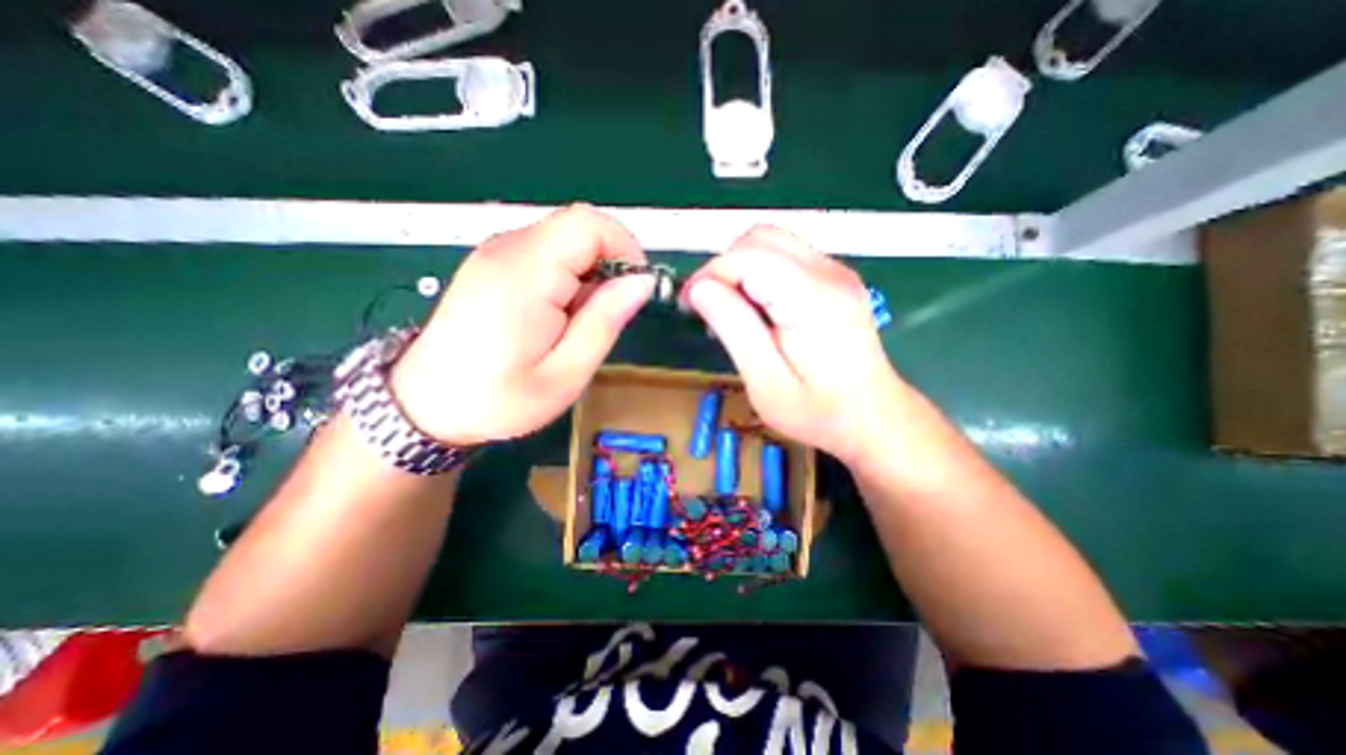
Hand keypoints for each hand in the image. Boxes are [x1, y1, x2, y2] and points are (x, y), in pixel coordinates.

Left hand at [386, 204, 655, 444]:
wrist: (426, 405)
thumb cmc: (498, 399)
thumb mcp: (566, 373)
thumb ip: (605, 322)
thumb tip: (642, 282)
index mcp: (525, 273)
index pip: (589, 223)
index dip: (624, 248)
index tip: (635, 289)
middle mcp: (508, 249)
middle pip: (579, 228)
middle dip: (608, 266)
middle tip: (605, 316)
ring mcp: (496, 252)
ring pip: (566, 241)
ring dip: (588, 276)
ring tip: (577, 324)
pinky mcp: (493, 262)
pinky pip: (547, 253)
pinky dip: (568, 278)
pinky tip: (557, 316)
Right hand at [688, 225, 909, 463]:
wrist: (873, 417)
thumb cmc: (818, 412)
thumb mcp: (766, 382)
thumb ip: (733, 329)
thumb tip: (699, 288)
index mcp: (812, 299)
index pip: (747, 256)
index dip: (709, 274)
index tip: (689, 306)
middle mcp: (828, 273)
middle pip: (758, 238)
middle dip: (722, 267)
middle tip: (708, 308)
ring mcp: (835, 272)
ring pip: (770, 242)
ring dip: (739, 268)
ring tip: (730, 310)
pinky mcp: (834, 278)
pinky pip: (784, 257)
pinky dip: (758, 273)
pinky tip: (756, 308)